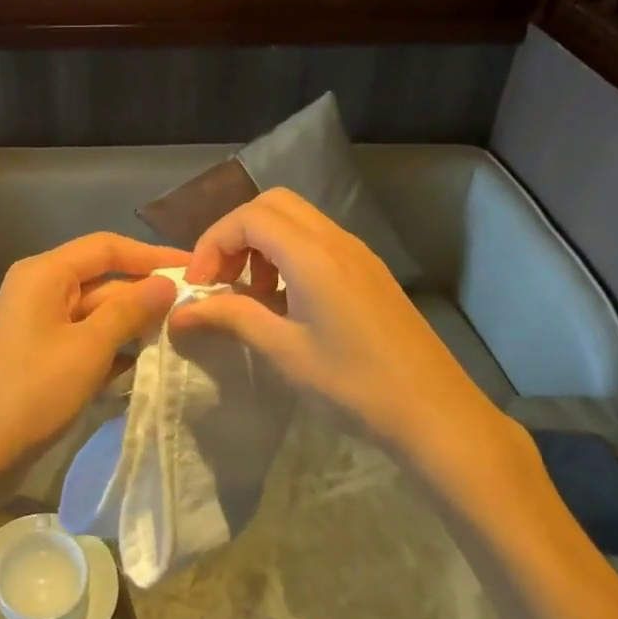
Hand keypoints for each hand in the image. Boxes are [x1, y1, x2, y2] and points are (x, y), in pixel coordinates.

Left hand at [0, 233, 185, 500]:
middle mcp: (40, 288)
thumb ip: (130, 310)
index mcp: (44, 273)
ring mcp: (38, 322)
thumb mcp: (89, 349)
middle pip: (102, 279)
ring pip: (96, 311)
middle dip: (144, 295)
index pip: (107, 247)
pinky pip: (84, 337)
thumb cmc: (32, 393)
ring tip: (179, 337)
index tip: (194, 269)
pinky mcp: (41, 352)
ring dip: (132, 324)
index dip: (152, 255)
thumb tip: (166, 284)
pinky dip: (112, 347)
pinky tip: (145, 365)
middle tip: (193, 311)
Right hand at [173, 189, 528, 496]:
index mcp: (313, 255)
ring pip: (295, 219)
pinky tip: (285, 301)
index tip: (198, 285)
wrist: (437, 414)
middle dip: (235, 233)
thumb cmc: (355, 385)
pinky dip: (287, 254)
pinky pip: (317, 239)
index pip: (248, 218)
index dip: (213, 243)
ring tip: (250, 293)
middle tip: (221, 278)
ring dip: (261, 243)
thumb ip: (231, 318)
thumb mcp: (284, 352)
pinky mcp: (368, 270)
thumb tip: (180, 312)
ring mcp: (357, 252)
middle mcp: (335, 240)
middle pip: (272, 205)